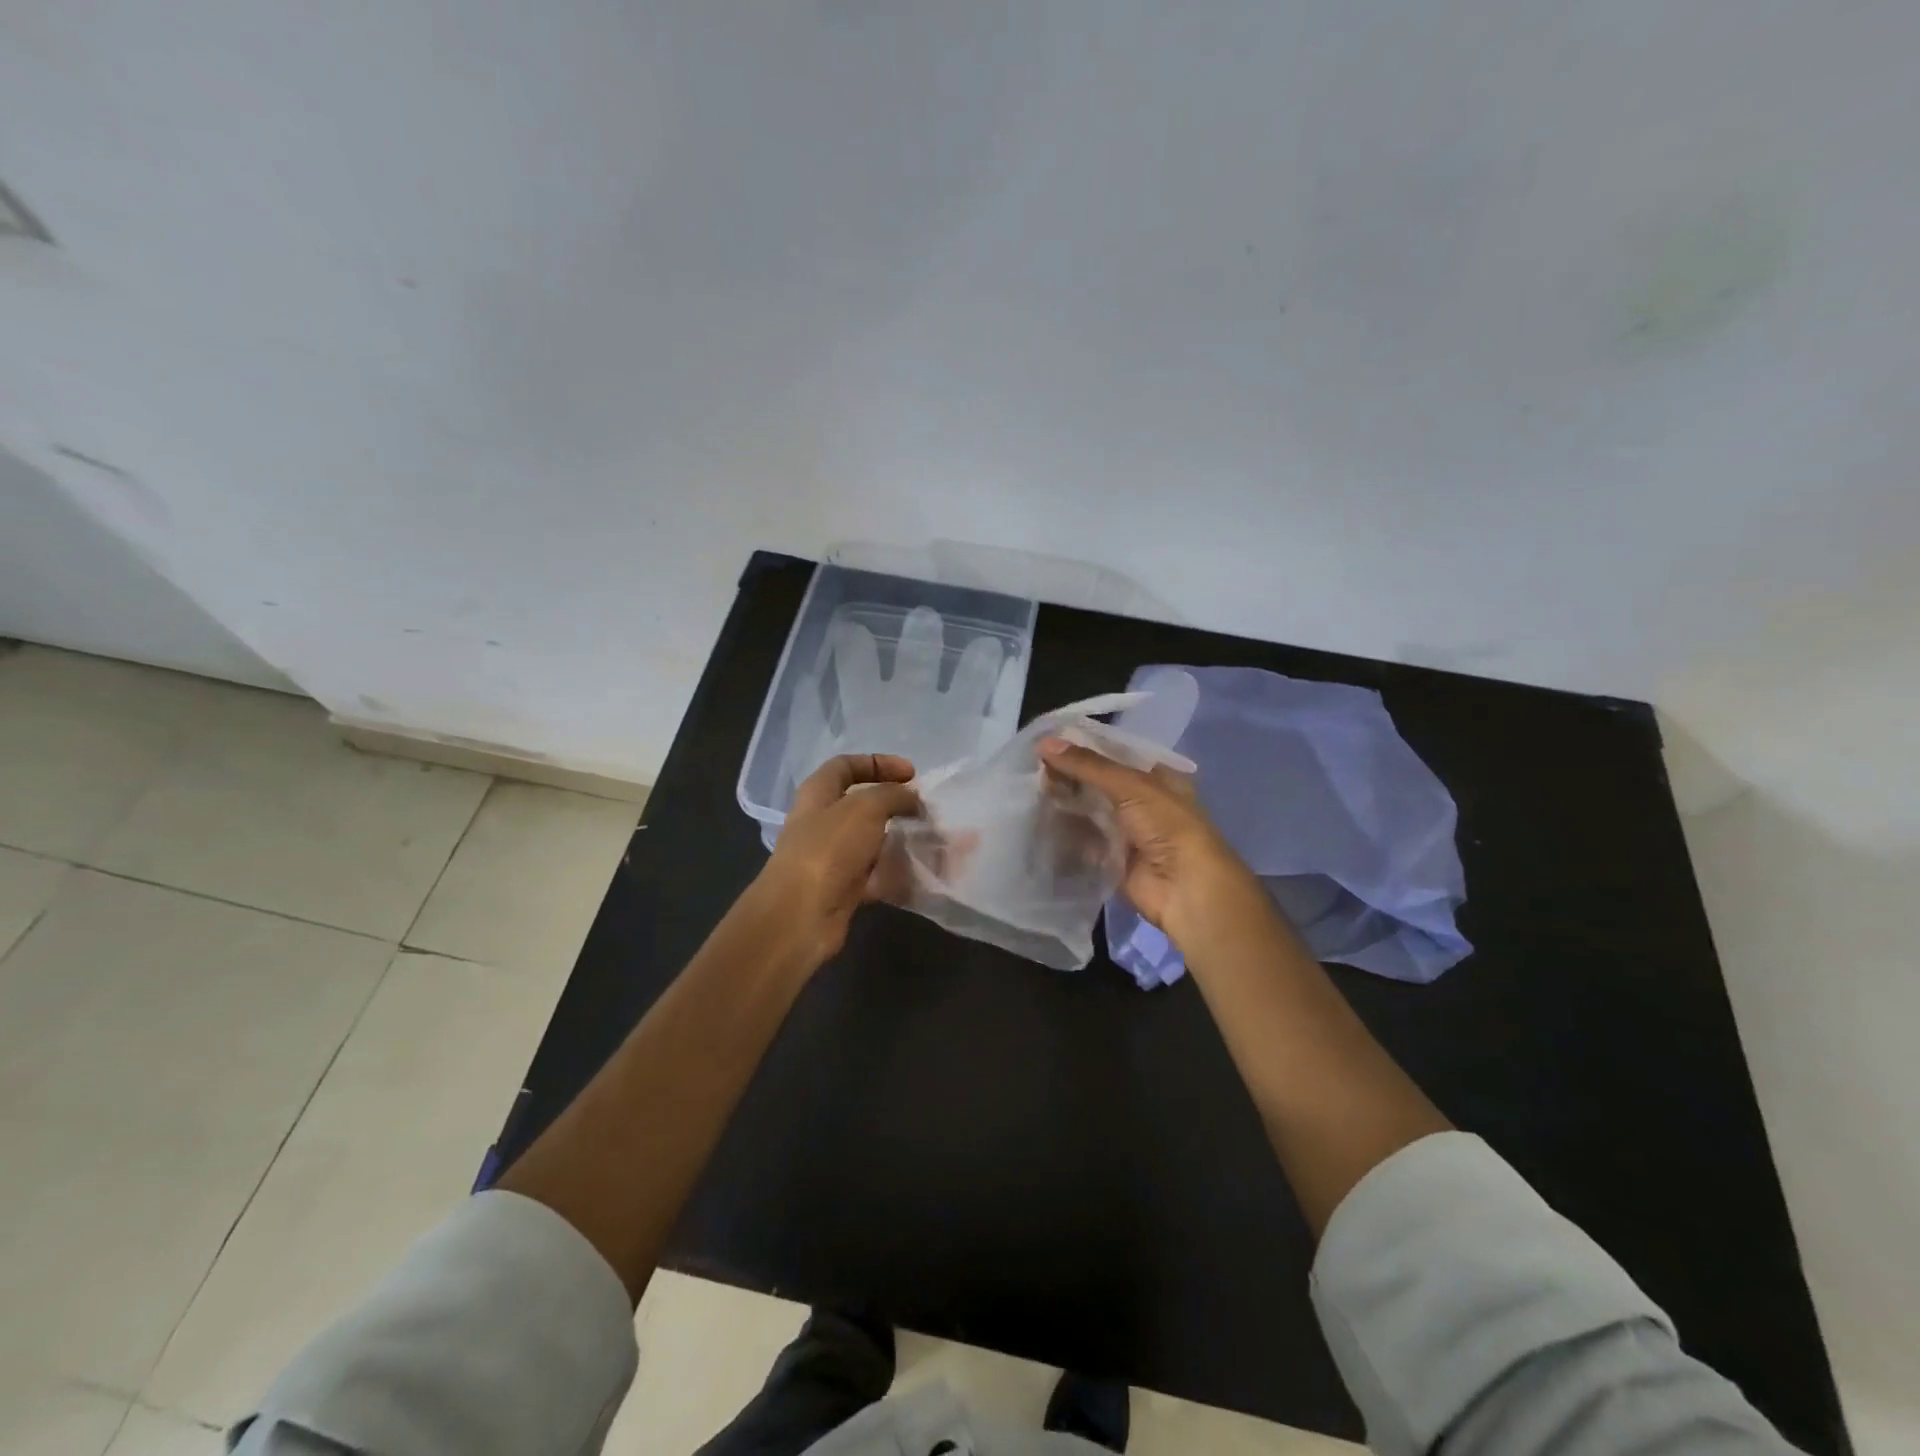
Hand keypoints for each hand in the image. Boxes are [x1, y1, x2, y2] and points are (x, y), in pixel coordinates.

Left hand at [754, 754, 921, 966]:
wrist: (801, 915)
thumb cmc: (829, 849)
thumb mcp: (865, 808)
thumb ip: (892, 795)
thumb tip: (911, 798)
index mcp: (817, 794)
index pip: (846, 766)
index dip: (878, 763)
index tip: (912, 774)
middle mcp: (820, 822)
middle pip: (860, 804)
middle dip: (894, 803)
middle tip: (923, 809)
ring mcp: (830, 857)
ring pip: (870, 840)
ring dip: (899, 838)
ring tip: (930, 840)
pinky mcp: (841, 888)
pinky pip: (874, 873)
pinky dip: (895, 872)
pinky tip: (920, 872)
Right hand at [1037, 736, 1258, 946]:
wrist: (1185, 888)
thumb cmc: (1167, 825)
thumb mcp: (1131, 785)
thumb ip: (1087, 765)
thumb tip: (1044, 743)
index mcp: (1156, 778)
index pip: (1113, 755)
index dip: (1083, 748)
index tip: (1047, 743)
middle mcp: (1142, 802)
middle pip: (1098, 783)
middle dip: (1070, 776)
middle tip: (1034, 769)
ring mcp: (1126, 832)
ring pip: (1089, 811)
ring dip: (1065, 803)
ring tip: (1030, 790)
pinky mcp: (1112, 859)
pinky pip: (1084, 841)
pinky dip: (1065, 832)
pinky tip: (1039, 819)